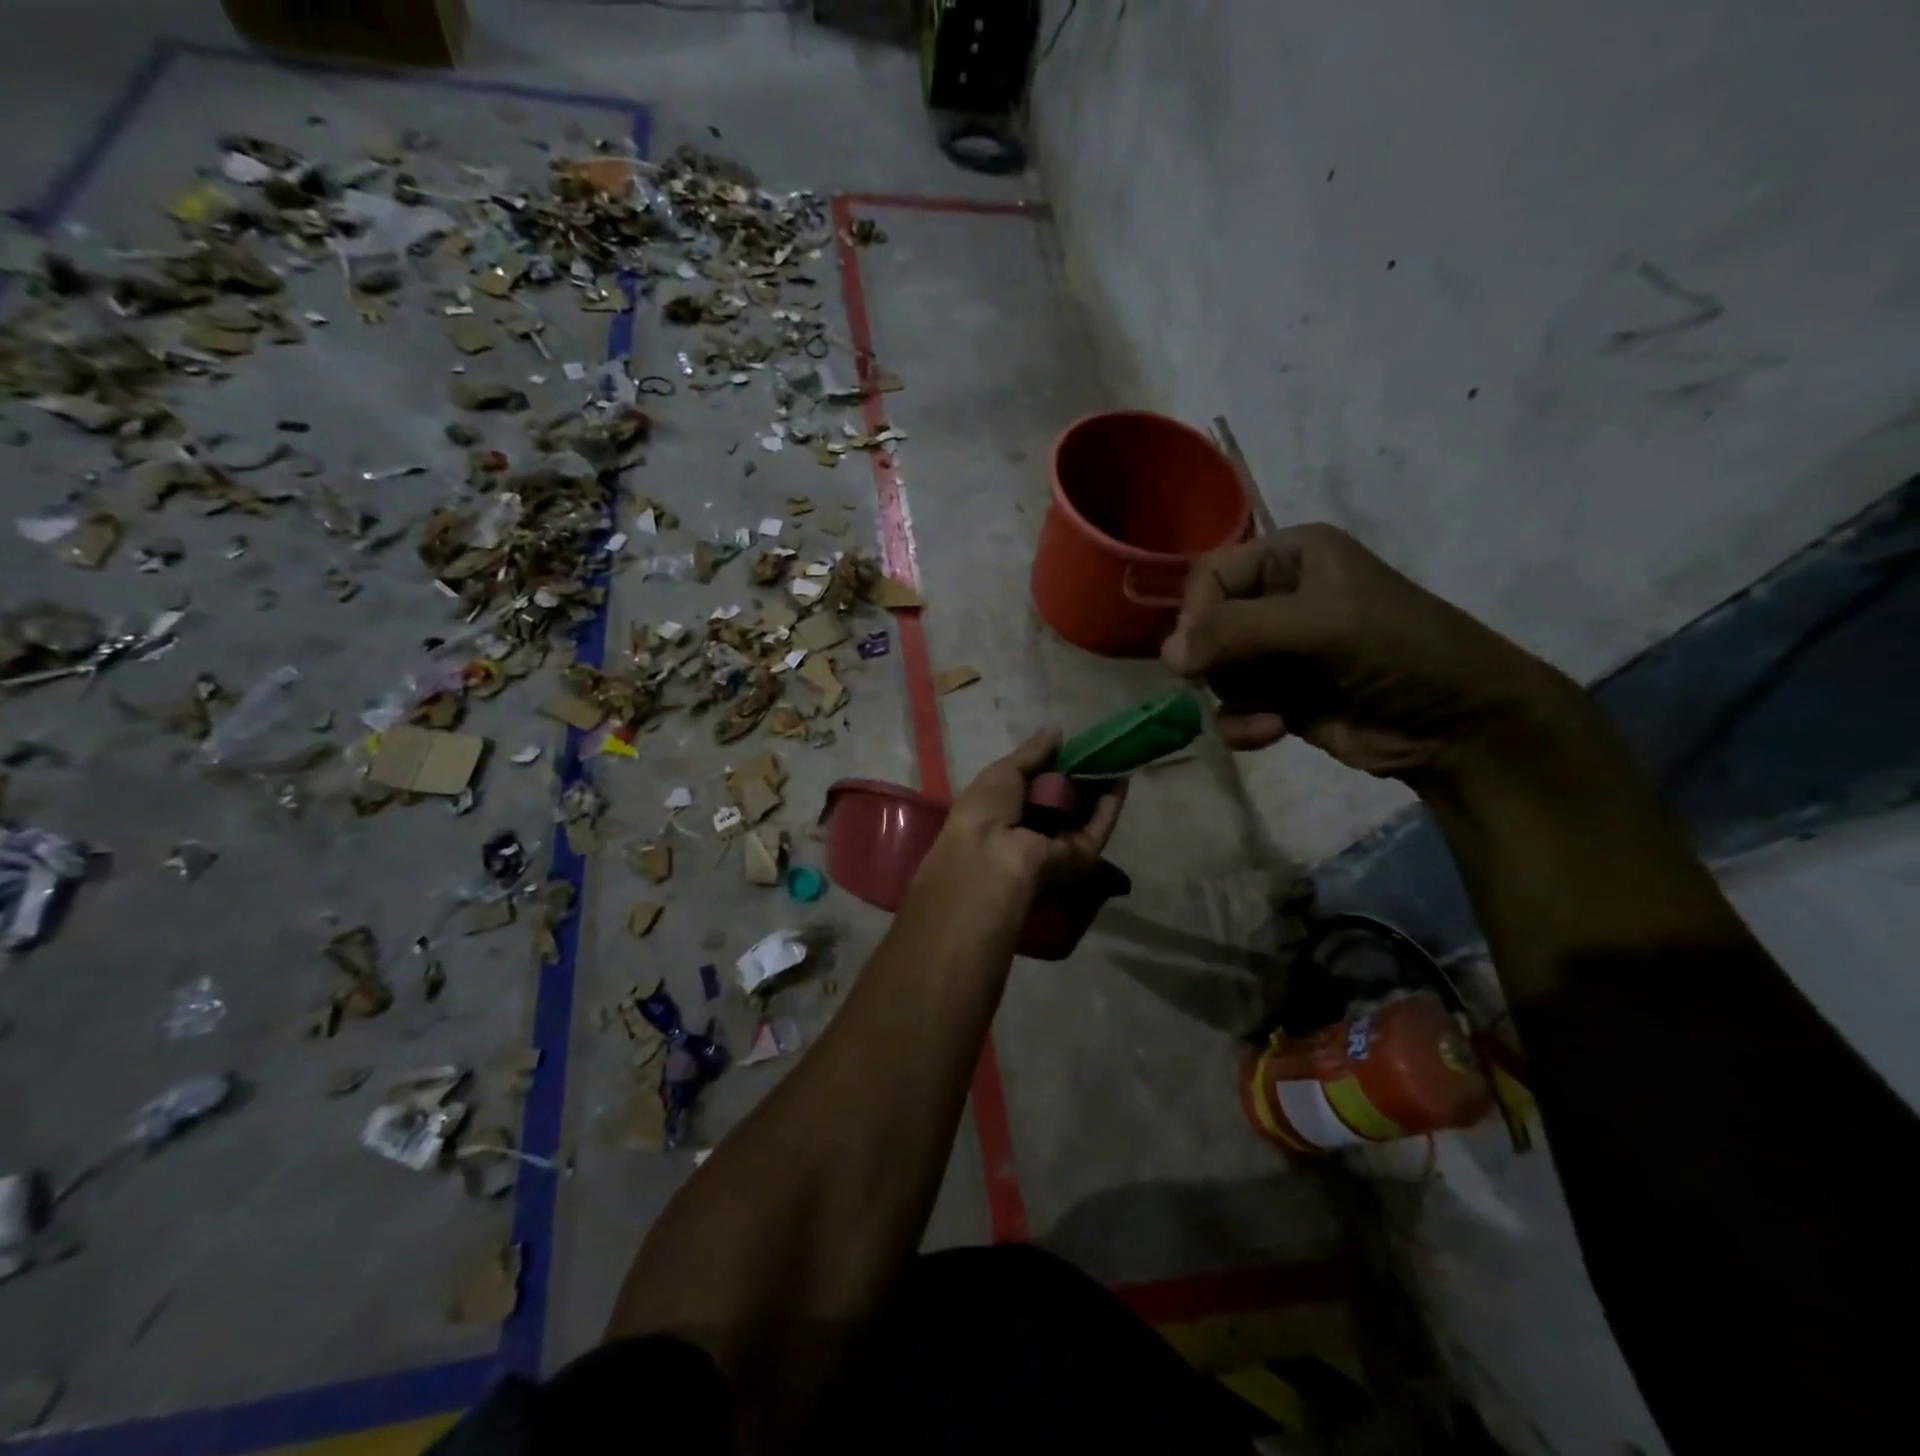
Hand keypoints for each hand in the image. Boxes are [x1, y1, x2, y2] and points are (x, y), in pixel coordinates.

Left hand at [915, 731, 1125, 912]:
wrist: (992, 861)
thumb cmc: (985, 811)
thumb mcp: (1002, 772)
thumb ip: (1032, 752)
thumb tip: (1056, 730)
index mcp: (1005, 809)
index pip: (1033, 783)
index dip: (1052, 762)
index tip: (1071, 742)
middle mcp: (1033, 828)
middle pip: (1062, 797)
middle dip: (1079, 772)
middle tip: (1099, 744)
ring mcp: (1059, 842)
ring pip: (1085, 810)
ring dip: (1100, 784)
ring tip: (1117, 752)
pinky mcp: (1083, 854)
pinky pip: (1099, 825)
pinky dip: (1112, 802)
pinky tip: (1123, 774)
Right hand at [1162, 524, 1580, 779]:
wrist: (1459, 725)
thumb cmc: (1400, 651)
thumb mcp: (1321, 624)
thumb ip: (1239, 630)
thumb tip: (1167, 655)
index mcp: (1291, 556)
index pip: (1210, 574)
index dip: (1198, 613)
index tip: (1199, 652)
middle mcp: (1278, 598)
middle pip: (1205, 627)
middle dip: (1218, 662)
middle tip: (1243, 680)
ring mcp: (1276, 652)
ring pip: (1213, 672)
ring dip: (1234, 698)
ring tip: (1270, 715)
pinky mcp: (1277, 698)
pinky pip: (1229, 708)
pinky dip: (1241, 724)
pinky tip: (1270, 732)